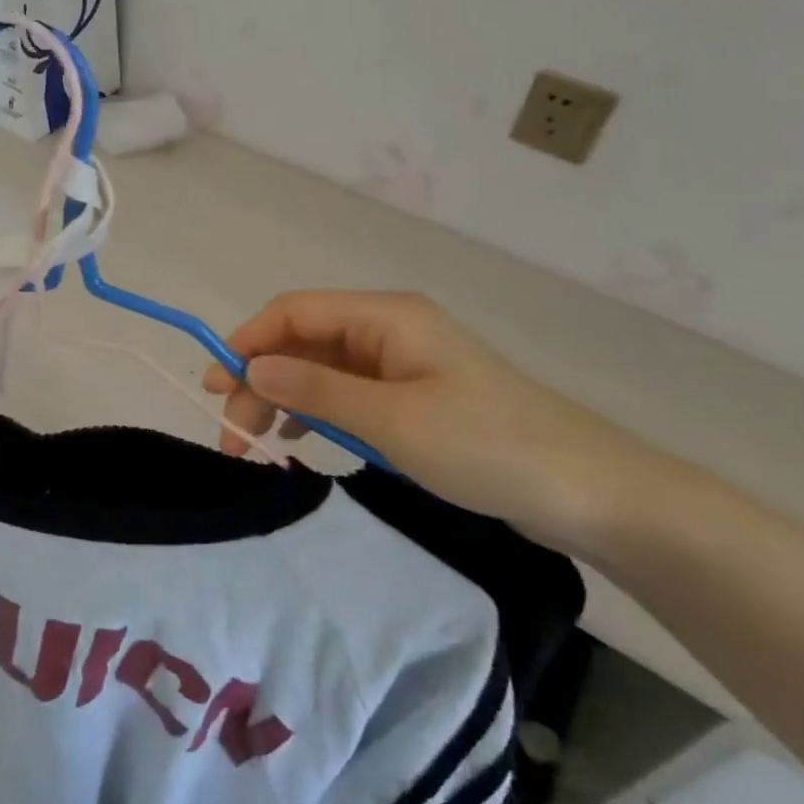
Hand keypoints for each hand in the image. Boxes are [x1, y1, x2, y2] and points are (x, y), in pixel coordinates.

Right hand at [203, 290, 676, 554]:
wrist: (589, 491)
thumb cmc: (487, 446)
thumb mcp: (391, 420)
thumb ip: (316, 389)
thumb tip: (251, 367)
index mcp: (386, 317)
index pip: (296, 312)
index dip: (248, 340)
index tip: (215, 385)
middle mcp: (389, 331)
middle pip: (304, 342)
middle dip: (261, 380)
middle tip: (232, 434)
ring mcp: (402, 366)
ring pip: (321, 371)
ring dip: (283, 400)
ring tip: (256, 444)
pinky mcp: (413, 399)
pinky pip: (347, 395)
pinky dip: (316, 414)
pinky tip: (300, 441)